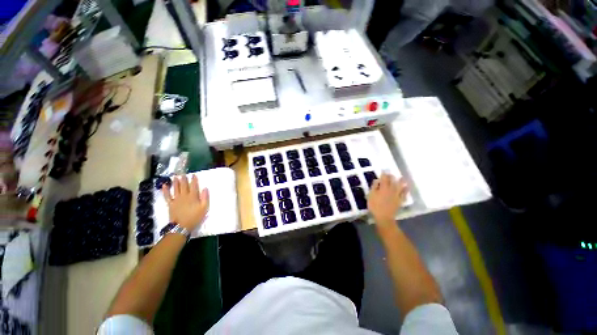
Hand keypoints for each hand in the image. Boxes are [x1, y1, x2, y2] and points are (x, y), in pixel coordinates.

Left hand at [162, 175, 209, 230]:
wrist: (182, 226)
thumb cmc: (195, 217)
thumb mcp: (204, 208)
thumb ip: (205, 197)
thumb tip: (205, 188)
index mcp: (193, 196)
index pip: (194, 186)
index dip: (194, 180)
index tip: (194, 175)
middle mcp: (184, 196)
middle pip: (184, 186)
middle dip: (184, 179)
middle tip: (183, 174)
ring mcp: (176, 199)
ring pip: (176, 188)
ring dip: (176, 182)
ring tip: (176, 176)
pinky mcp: (170, 204)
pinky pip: (167, 195)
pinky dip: (165, 190)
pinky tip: (165, 185)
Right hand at [368, 173, 408, 227]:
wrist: (384, 217)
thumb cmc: (375, 206)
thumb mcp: (371, 195)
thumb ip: (374, 187)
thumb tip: (377, 180)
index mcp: (383, 188)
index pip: (384, 178)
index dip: (384, 174)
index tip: (383, 171)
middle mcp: (391, 190)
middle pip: (392, 181)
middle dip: (391, 176)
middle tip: (390, 174)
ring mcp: (397, 195)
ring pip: (400, 186)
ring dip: (401, 181)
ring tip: (402, 178)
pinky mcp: (400, 200)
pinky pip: (404, 194)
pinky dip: (406, 190)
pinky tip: (407, 188)